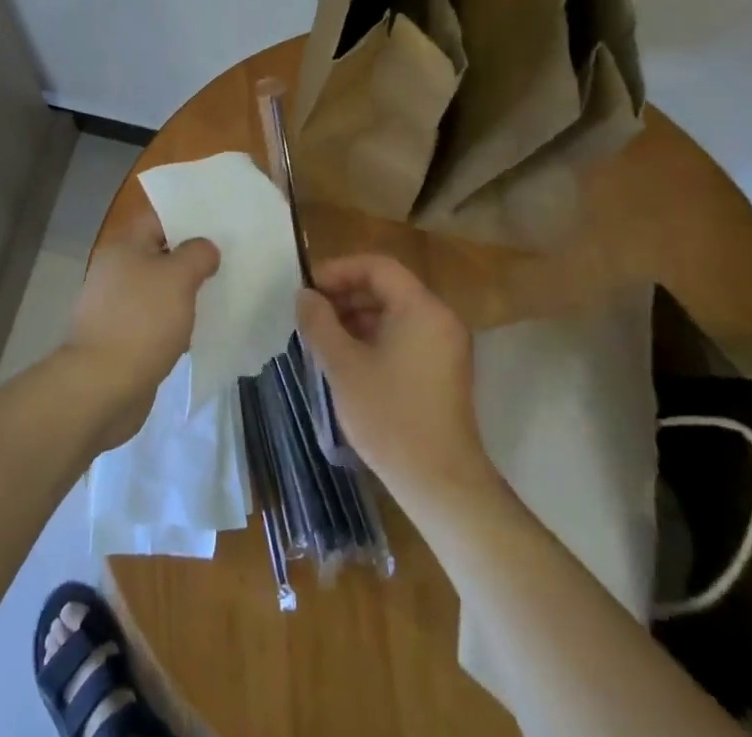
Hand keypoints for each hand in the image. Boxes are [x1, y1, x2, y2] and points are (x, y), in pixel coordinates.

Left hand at [62, 212, 218, 449]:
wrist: (102, 387)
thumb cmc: (142, 322)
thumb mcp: (178, 277)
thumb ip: (197, 255)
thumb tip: (205, 249)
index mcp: (124, 247)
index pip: (159, 219)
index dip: (188, 219)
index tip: (220, 226)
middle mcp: (116, 271)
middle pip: (160, 254)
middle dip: (191, 259)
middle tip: (227, 260)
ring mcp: (116, 307)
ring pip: (159, 290)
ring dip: (185, 294)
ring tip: (220, 294)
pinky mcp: (123, 339)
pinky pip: (155, 321)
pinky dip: (174, 323)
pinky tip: (198, 330)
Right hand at [296, 254, 494, 508]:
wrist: (441, 484)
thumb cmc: (390, 418)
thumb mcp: (343, 366)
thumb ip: (319, 323)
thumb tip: (305, 296)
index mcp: (421, 308)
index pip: (377, 267)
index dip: (339, 271)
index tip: (308, 289)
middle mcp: (440, 317)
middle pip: (387, 287)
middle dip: (346, 295)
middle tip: (311, 314)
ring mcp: (446, 345)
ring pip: (395, 312)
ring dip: (358, 317)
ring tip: (323, 337)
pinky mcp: (445, 370)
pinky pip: (406, 335)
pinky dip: (376, 337)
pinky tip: (348, 359)